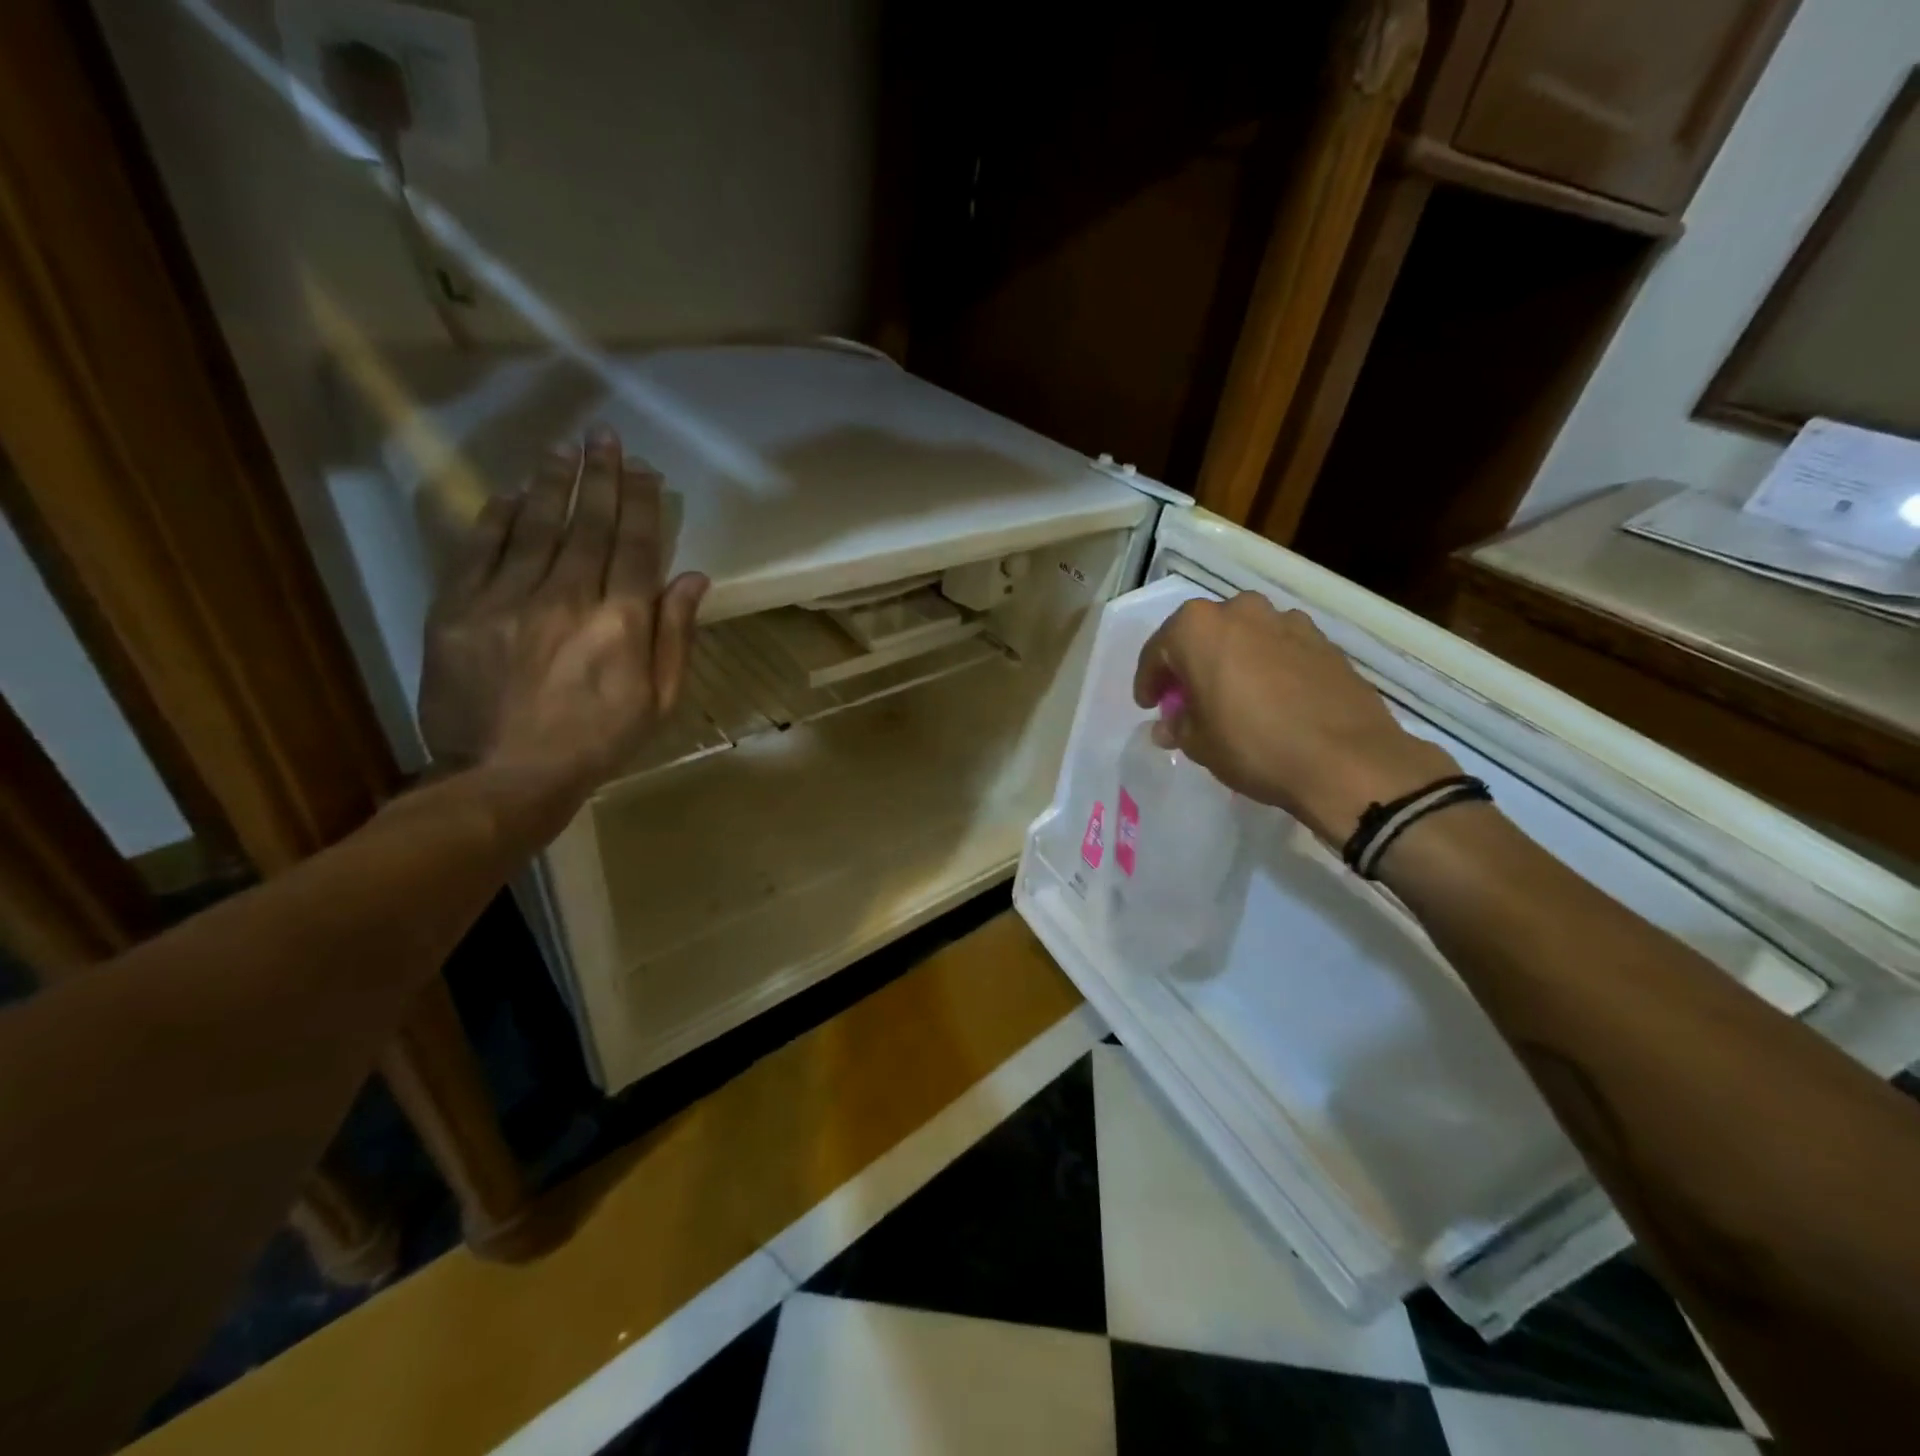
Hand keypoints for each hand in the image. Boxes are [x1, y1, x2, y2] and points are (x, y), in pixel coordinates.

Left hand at [418, 425, 707, 814]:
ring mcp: (508, 599)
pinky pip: (480, 549)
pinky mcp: (458, 608)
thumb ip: (675, 636)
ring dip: (551, 483)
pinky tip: (508, 492)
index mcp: (621, 622)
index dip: (641, 503)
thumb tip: (693, 578)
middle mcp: (568, 598)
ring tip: (563, 449)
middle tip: (604, 437)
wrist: (505, 776)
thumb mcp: (658, 700)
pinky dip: (496, 516)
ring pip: (535, 526)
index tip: (644, 470)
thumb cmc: (597, 743)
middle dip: (600, 477)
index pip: (636, 546)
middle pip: (589, 525)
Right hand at [1133, 592, 1455, 843]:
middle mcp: (1241, 610)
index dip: (1149, 680)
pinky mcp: (1323, 641)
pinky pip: (1278, 648)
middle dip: (1190, 664)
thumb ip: (1178, 725)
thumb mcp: (1199, 744)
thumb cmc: (1254, 746)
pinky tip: (1270, 699)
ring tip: (1231, 698)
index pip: (1158, 650)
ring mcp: (1287, 621)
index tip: (1149, 705)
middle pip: (1202, 635)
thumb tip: (1170, 723)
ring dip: (1230, 661)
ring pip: (1243, 637)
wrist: (1347, 760)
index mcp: (1198, 627)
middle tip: (1187, 699)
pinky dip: (1266, 666)